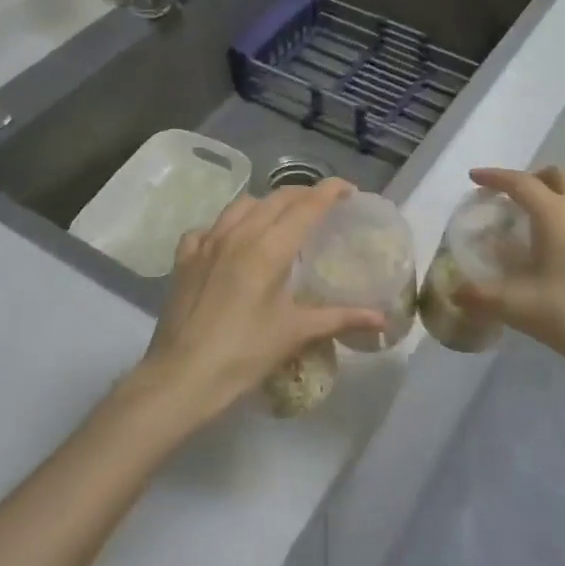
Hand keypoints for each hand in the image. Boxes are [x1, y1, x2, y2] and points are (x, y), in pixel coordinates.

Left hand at [129, 179, 384, 430]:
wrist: (182, 376)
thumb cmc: (245, 354)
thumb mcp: (296, 333)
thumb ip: (341, 318)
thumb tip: (382, 320)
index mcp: (269, 247)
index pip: (307, 206)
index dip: (330, 192)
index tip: (349, 189)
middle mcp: (239, 234)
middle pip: (276, 198)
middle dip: (303, 195)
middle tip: (323, 206)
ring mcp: (207, 242)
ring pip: (242, 205)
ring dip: (266, 204)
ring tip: (280, 220)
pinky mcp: (185, 258)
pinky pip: (209, 227)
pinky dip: (226, 226)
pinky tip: (231, 243)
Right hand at [453, 166, 564, 385]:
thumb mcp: (520, 308)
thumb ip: (481, 297)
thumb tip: (454, 293)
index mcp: (556, 214)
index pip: (520, 182)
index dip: (495, 177)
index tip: (474, 178)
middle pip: (555, 176)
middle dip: (529, 180)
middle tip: (510, 201)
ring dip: (554, 195)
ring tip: (536, 223)